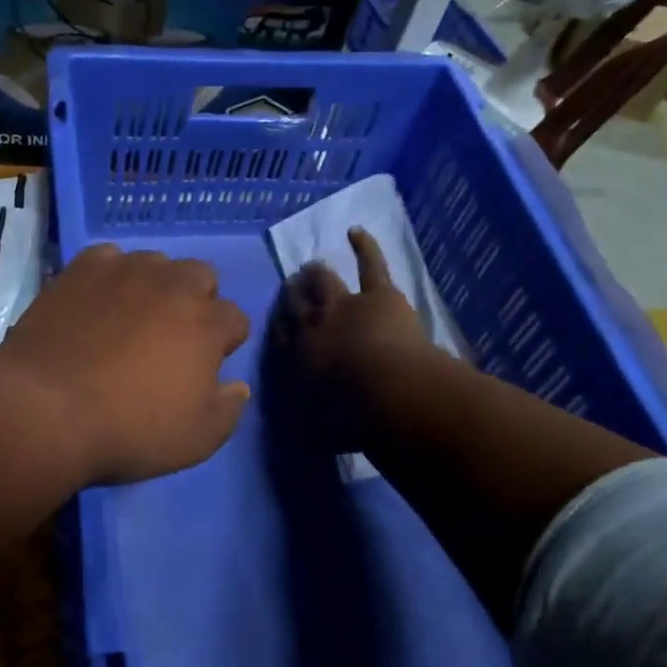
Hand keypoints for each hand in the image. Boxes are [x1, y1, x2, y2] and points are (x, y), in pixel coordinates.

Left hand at [0, 244, 251, 486]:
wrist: (46, 410)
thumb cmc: (129, 429)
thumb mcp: (197, 440)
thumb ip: (228, 409)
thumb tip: (239, 385)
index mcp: (207, 324)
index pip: (236, 319)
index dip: (225, 342)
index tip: (207, 365)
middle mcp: (173, 285)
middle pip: (201, 276)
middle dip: (196, 301)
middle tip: (171, 336)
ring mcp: (125, 270)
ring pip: (155, 263)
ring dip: (154, 285)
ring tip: (130, 316)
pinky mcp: (82, 268)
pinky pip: (108, 258)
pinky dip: (109, 275)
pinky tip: (95, 301)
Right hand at [271, 228, 433, 444]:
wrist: (387, 393)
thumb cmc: (351, 419)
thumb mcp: (318, 429)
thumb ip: (305, 426)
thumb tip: (293, 435)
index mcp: (297, 358)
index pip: (281, 336)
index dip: (280, 325)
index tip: (279, 321)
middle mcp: (312, 326)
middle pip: (296, 304)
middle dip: (293, 294)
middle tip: (292, 287)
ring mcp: (344, 305)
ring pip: (324, 282)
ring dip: (317, 273)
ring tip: (312, 266)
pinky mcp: (378, 296)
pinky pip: (370, 265)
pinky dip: (365, 247)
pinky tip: (356, 231)